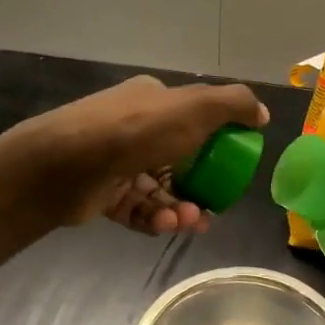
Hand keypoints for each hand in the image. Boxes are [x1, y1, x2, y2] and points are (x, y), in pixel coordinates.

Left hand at [6, 75, 269, 234]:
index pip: (192, 119)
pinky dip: (154, 217)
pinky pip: (137, 208)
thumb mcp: (194, 108)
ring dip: (179, 206)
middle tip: (214, 207)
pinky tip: (166, 224)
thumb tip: (261, 113)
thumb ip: (233, 105)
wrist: (64, 164)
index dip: (216, 143)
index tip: (232, 168)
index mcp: (152, 100)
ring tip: (189, 221)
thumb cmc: (135, 131)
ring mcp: (114, 161)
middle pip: (177, 159)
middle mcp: (132, 127)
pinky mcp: (101, 193)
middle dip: (198, 185)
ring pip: (158, 188)